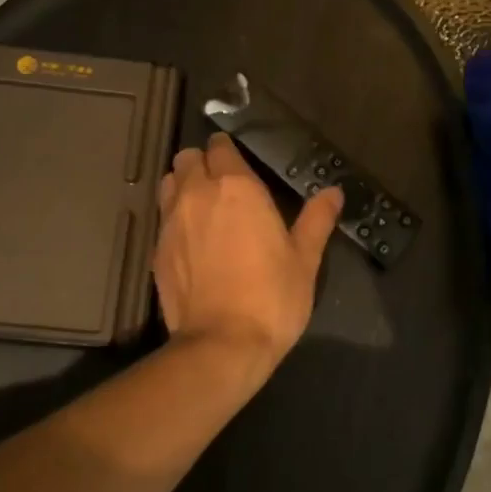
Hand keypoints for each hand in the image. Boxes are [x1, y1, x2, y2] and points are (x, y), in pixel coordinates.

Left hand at [155, 133, 343, 370]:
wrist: (222, 344)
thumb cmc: (271, 297)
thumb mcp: (305, 259)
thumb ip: (317, 219)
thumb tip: (334, 192)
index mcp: (236, 187)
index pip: (220, 146)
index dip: (228, 150)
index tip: (239, 163)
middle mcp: (197, 194)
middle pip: (187, 158)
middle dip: (202, 163)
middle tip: (222, 184)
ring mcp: (171, 222)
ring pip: (169, 183)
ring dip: (183, 186)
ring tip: (202, 207)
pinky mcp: (156, 250)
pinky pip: (162, 219)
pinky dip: (174, 219)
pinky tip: (191, 242)